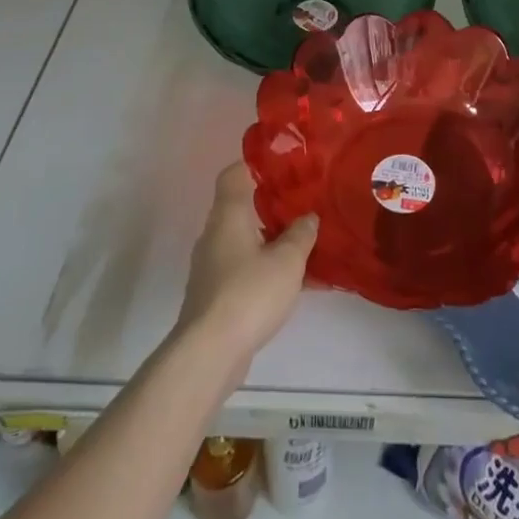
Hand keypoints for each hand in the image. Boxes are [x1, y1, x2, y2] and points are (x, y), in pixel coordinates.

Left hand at [174, 163, 317, 382]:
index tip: (283, 166)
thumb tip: (308, 217)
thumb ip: (301, 234)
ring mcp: (212, 265)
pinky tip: (295, 284)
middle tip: (304, 206)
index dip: (256, 165)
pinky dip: (266, 269)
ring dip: (272, 241)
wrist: (210, 352)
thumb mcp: (287, 260)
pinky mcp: (214, 294)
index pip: (234, 174)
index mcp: (228, 214)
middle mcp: (215, 234)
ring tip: (305, 246)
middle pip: (242, 207)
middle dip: (273, 206)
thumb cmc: (249, 292)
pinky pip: (244, 269)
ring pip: (245, 241)